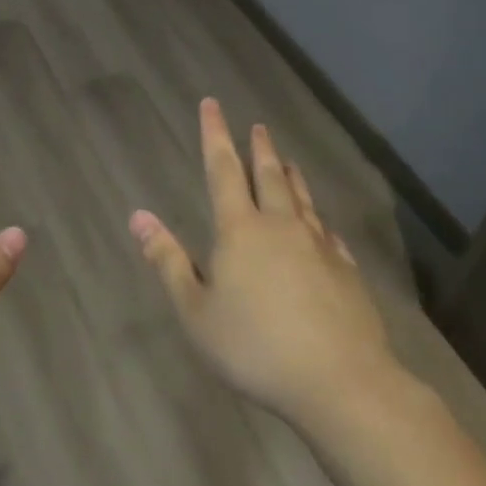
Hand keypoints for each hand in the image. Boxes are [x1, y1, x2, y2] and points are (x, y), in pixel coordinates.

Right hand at [131, 98, 400, 428]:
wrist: (340, 382)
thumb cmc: (254, 346)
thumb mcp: (195, 311)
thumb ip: (168, 261)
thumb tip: (138, 215)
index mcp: (240, 230)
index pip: (223, 169)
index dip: (215, 135)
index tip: (212, 104)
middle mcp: (280, 226)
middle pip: (269, 176)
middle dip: (259, 148)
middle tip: (258, 126)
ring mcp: (318, 247)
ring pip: (302, 199)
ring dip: (292, 176)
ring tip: (288, 160)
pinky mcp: (347, 272)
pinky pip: (328, 234)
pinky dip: (318, 220)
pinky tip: (321, 224)